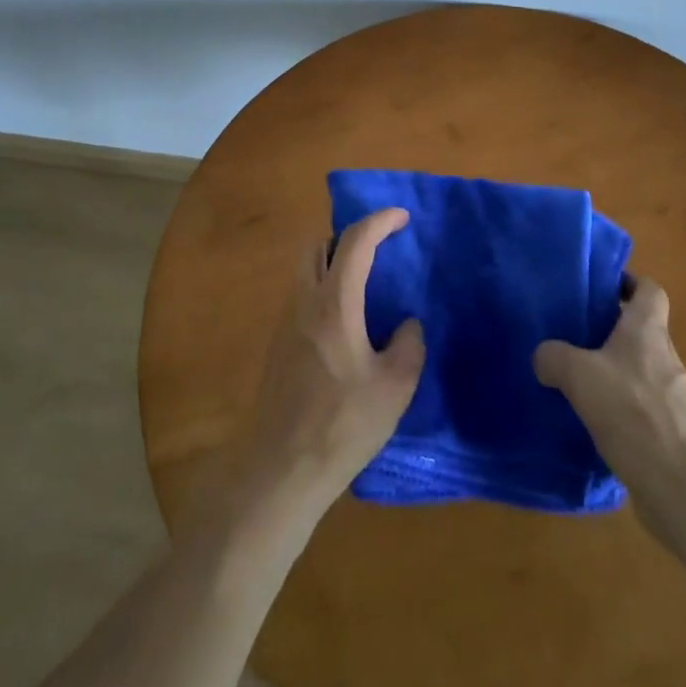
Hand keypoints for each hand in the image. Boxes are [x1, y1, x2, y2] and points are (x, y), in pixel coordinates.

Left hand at [239, 207, 424, 509]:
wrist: (282, 469)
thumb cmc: (343, 424)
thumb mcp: (395, 387)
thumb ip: (408, 345)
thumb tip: (406, 324)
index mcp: (334, 303)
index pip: (355, 241)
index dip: (380, 221)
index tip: (402, 217)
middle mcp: (304, 302)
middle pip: (317, 245)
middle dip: (348, 236)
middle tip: (377, 250)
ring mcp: (284, 322)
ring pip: (304, 270)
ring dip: (332, 263)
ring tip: (364, 285)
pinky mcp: (277, 345)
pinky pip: (300, 297)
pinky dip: (322, 289)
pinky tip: (344, 324)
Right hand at [533, 275, 685, 546]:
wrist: (681, 486)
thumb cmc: (632, 411)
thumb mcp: (578, 375)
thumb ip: (553, 357)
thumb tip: (544, 357)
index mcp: (648, 330)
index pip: (650, 289)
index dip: (629, 282)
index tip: (601, 287)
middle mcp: (666, 356)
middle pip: (641, 330)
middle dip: (611, 330)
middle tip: (574, 334)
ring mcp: (674, 397)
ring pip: (640, 370)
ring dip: (614, 372)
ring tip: (577, 381)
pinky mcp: (673, 432)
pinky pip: (642, 407)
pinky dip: (620, 408)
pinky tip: (593, 423)